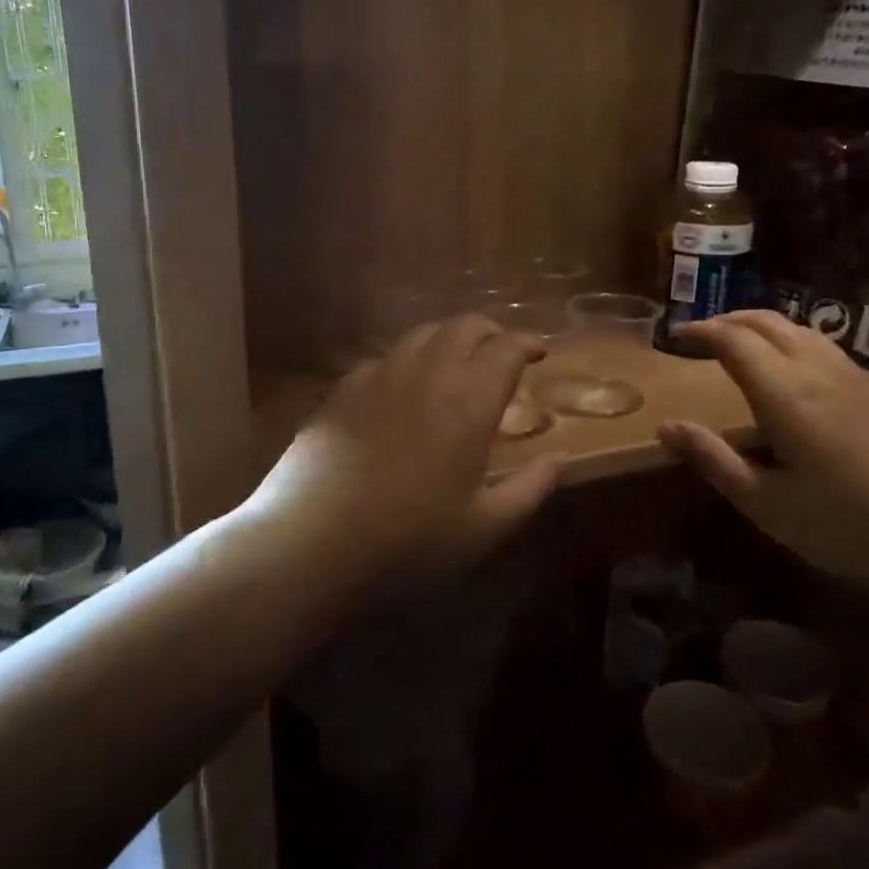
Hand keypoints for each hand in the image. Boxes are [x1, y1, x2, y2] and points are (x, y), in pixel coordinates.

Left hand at [249, 315, 561, 591]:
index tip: (538, 351)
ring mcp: (378, 376)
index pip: (506, 348)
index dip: (527, 342)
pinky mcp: (341, 390)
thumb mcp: (484, 528)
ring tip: (454, 363)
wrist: (312, 542)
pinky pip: (383, 359)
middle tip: (500, 350)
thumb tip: (556, 461)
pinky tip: (400, 390)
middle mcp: (426, 373)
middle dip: (490, 331)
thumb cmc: (409, 541)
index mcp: (469, 401)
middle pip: (463, 326)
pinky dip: (406, 362)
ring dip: (447, 339)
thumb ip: (529, 490)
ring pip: (421, 335)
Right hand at [656, 311, 868, 613]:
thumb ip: (715, 461)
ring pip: (802, 330)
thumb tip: (666, 427)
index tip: (675, 335)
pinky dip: (794, 342)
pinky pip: (827, 348)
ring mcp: (859, 379)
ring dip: (764, 326)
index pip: (734, 340)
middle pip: (769, 323)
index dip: (702, 331)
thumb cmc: (853, 529)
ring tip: (742, 343)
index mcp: (787, 394)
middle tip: (702, 334)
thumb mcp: (770, 506)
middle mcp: (821, 371)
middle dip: (730, 319)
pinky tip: (796, 371)